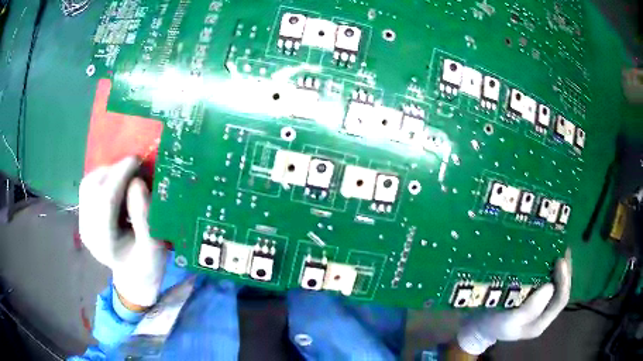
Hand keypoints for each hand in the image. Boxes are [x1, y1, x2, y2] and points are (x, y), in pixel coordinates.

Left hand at [79, 156, 166, 308]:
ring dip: (107, 171)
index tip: (138, 159)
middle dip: (114, 170)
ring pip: (88, 183)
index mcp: (104, 242)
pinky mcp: (84, 216)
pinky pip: (89, 186)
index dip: (120, 175)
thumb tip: (137, 182)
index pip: (106, 200)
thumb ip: (144, 217)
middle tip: (135, 166)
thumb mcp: (154, 247)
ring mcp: (83, 223)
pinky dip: (103, 177)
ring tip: (126, 173)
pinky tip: (116, 182)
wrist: (133, 276)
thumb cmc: (147, 264)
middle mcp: (88, 231)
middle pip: (94, 188)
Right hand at [457, 249, 571, 355]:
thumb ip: (529, 310)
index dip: (563, 281)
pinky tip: (548, 255)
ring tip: (559, 248)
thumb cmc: (494, 323)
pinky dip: (551, 267)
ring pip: (557, 283)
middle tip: (562, 249)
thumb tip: (550, 286)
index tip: (560, 260)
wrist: (479, 324)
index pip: (560, 301)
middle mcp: (544, 313)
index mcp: (540, 323)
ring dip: (560, 267)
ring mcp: (540, 304)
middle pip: (561, 290)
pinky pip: (548, 279)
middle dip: (565, 270)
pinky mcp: (534, 294)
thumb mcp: (508, 322)